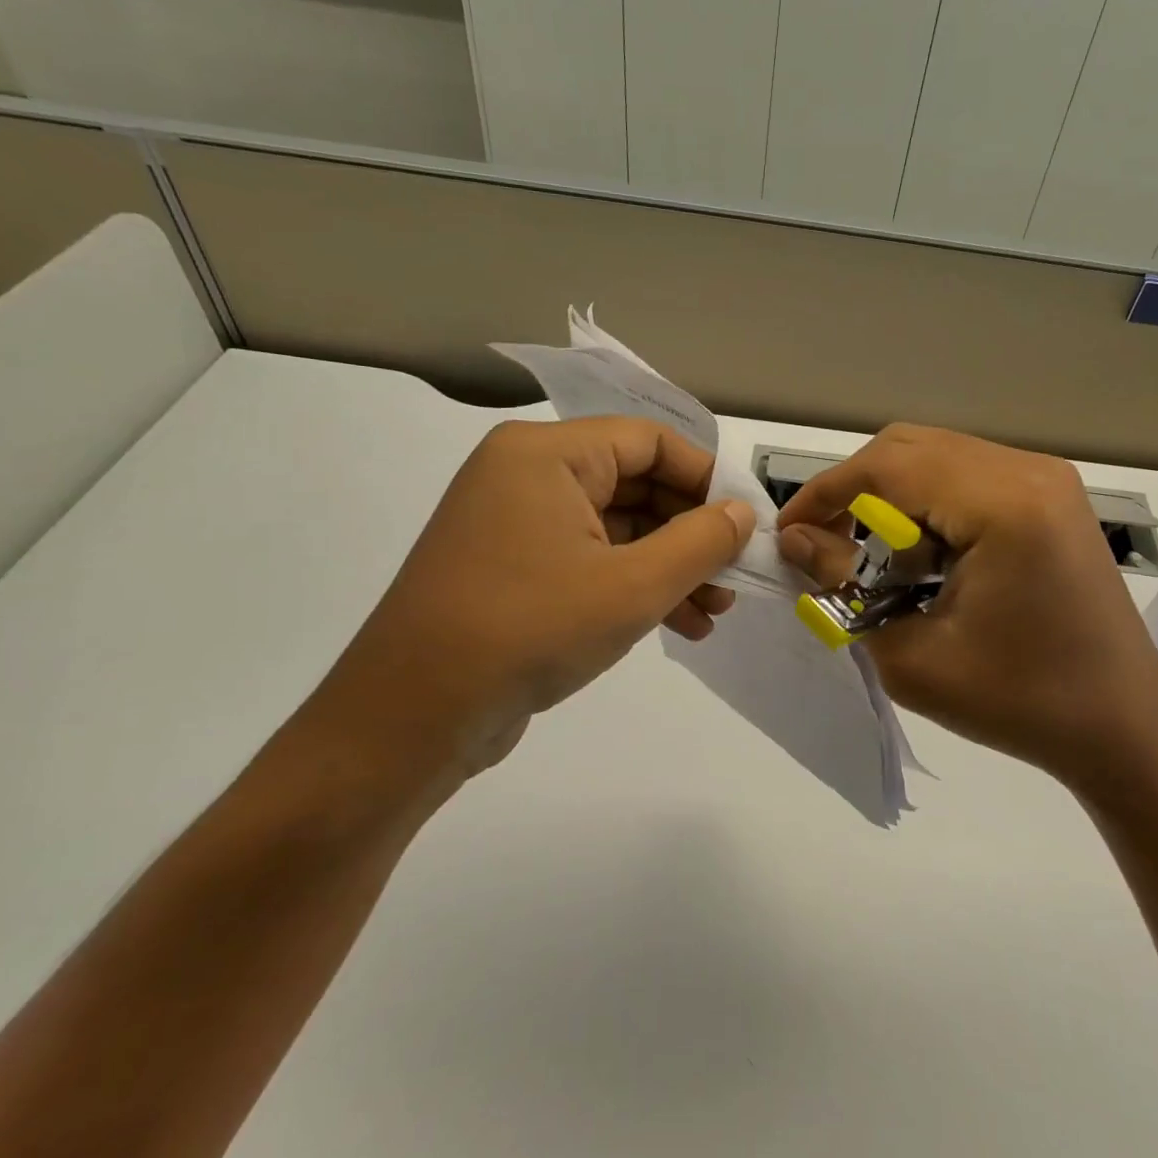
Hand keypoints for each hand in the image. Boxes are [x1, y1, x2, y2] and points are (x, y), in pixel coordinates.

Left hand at [304, 417, 754, 806]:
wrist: (412, 717)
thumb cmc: (529, 629)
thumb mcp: (633, 586)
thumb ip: (701, 542)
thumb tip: (742, 513)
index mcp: (546, 453)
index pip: (649, 441)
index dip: (706, 479)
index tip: (746, 525)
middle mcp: (526, 474)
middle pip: (634, 484)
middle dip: (690, 534)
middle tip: (733, 578)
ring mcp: (515, 524)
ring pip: (616, 528)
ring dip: (669, 566)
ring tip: (713, 613)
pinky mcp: (512, 569)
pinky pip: (589, 560)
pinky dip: (633, 586)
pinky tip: (678, 626)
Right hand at [777, 425, 1157, 793]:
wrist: (1122, 727)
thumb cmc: (1019, 703)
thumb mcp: (911, 657)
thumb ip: (843, 586)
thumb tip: (797, 540)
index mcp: (1005, 506)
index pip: (888, 467)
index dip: (825, 494)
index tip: (788, 534)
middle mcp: (1030, 471)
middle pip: (910, 447)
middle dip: (854, 490)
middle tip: (825, 546)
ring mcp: (1048, 478)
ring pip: (937, 455)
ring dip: (890, 495)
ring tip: (872, 556)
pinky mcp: (1053, 496)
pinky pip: (968, 474)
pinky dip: (928, 502)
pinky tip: (923, 554)